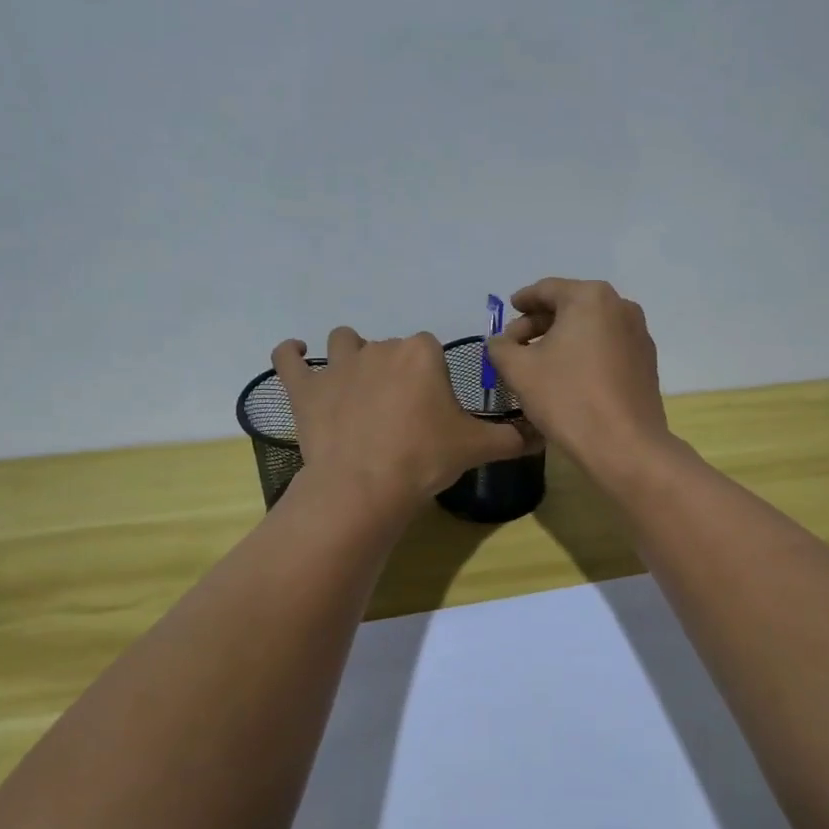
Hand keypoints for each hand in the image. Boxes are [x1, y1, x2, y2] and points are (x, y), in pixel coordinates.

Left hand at [272, 327, 536, 515]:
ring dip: (348, 355)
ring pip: (342, 342)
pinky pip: (288, 359)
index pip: (430, 349)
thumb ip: (510, 437)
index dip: (431, 375)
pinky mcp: (304, 388)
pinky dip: (290, 355)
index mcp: (421, 352)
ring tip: (354, 384)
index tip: (431, 405)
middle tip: (399, 410)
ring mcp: (337, 365)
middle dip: (394, 370)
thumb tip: (541, 434)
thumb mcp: (477, 448)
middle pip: (389, 346)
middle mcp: (380, 347)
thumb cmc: (425, 459)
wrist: (366, 486)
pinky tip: (294, 354)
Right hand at [485, 278, 675, 482]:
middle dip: (540, 323)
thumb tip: (500, 342)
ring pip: (590, 327)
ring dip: (562, 339)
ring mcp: (638, 334)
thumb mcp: (519, 370)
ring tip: (539, 362)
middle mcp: (620, 306)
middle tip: (515, 344)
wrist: (624, 445)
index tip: (509, 310)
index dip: (523, 300)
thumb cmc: (567, 398)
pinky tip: (569, 376)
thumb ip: (501, 347)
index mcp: (589, 297)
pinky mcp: (646, 361)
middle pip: (570, 306)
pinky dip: (584, 352)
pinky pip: (607, 346)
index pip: (546, 289)